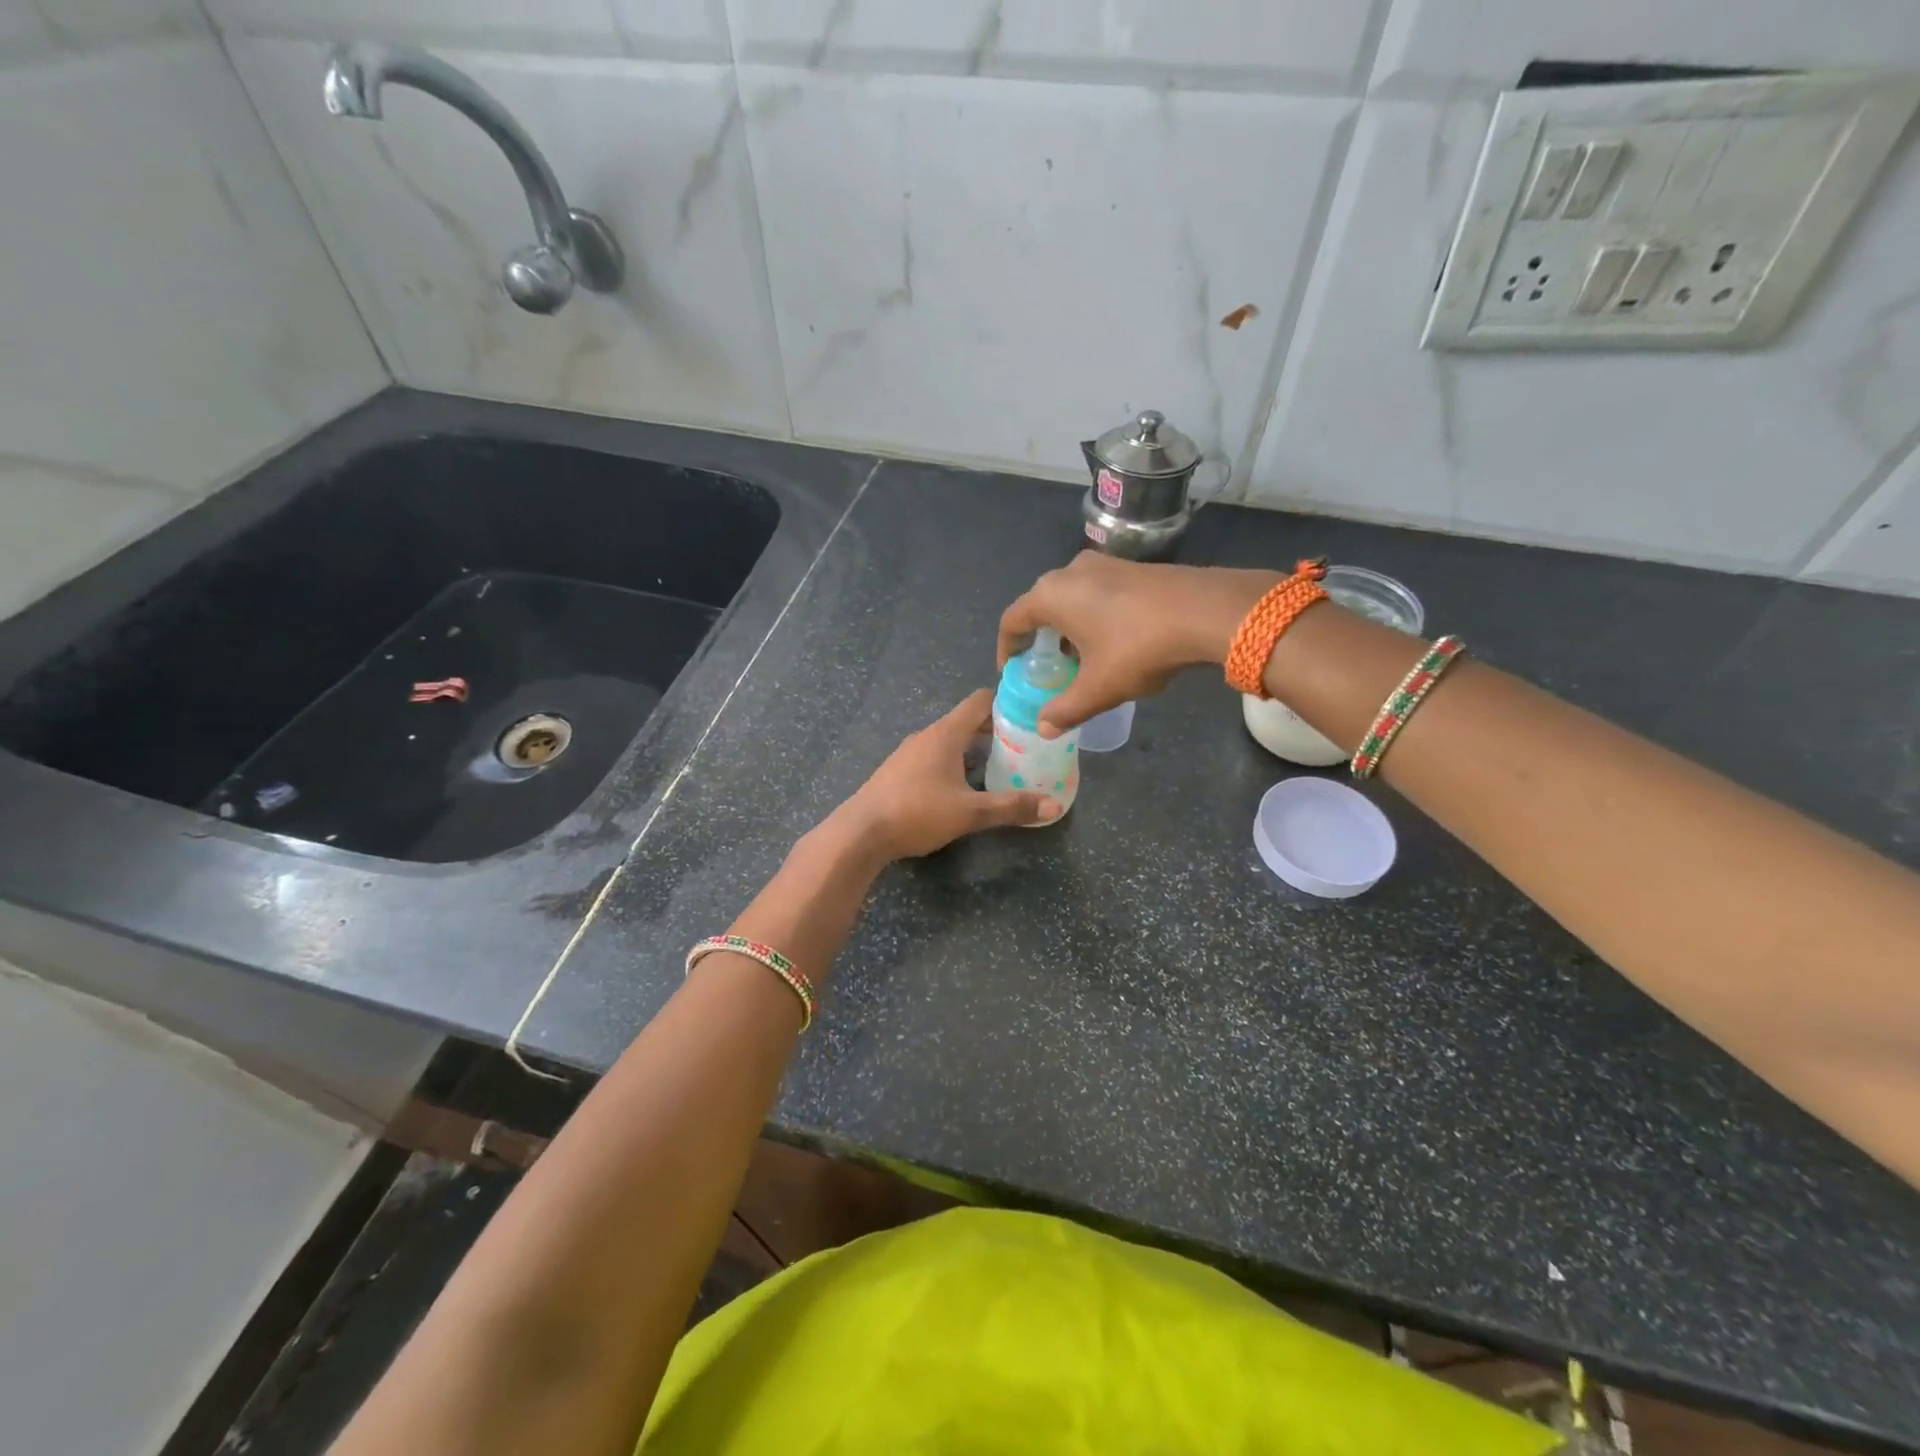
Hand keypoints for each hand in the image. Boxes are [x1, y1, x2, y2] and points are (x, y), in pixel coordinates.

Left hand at [830, 690, 1058, 861]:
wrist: (860, 833)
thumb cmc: (917, 812)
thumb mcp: (970, 813)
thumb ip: (1011, 807)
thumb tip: (1053, 806)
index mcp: (944, 734)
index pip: (979, 702)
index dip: (1005, 703)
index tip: (1029, 714)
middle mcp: (926, 737)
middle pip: (966, 722)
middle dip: (995, 731)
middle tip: (1024, 746)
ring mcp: (908, 754)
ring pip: (949, 742)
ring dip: (973, 750)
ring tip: (1000, 767)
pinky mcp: (898, 773)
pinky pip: (933, 758)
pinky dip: (954, 764)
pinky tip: (963, 787)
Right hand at [997, 555, 1279, 735]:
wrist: (1205, 611)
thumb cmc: (1138, 648)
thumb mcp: (1098, 688)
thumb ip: (1065, 709)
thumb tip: (1043, 728)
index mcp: (1051, 596)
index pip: (1012, 620)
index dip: (1007, 648)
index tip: (1011, 671)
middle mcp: (1070, 571)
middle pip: (1040, 605)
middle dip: (1039, 638)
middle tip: (1046, 667)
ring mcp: (1104, 564)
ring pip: (1070, 597)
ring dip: (1067, 627)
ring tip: (1078, 658)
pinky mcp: (1131, 566)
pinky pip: (1096, 592)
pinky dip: (1091, 615)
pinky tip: (1111, 641)